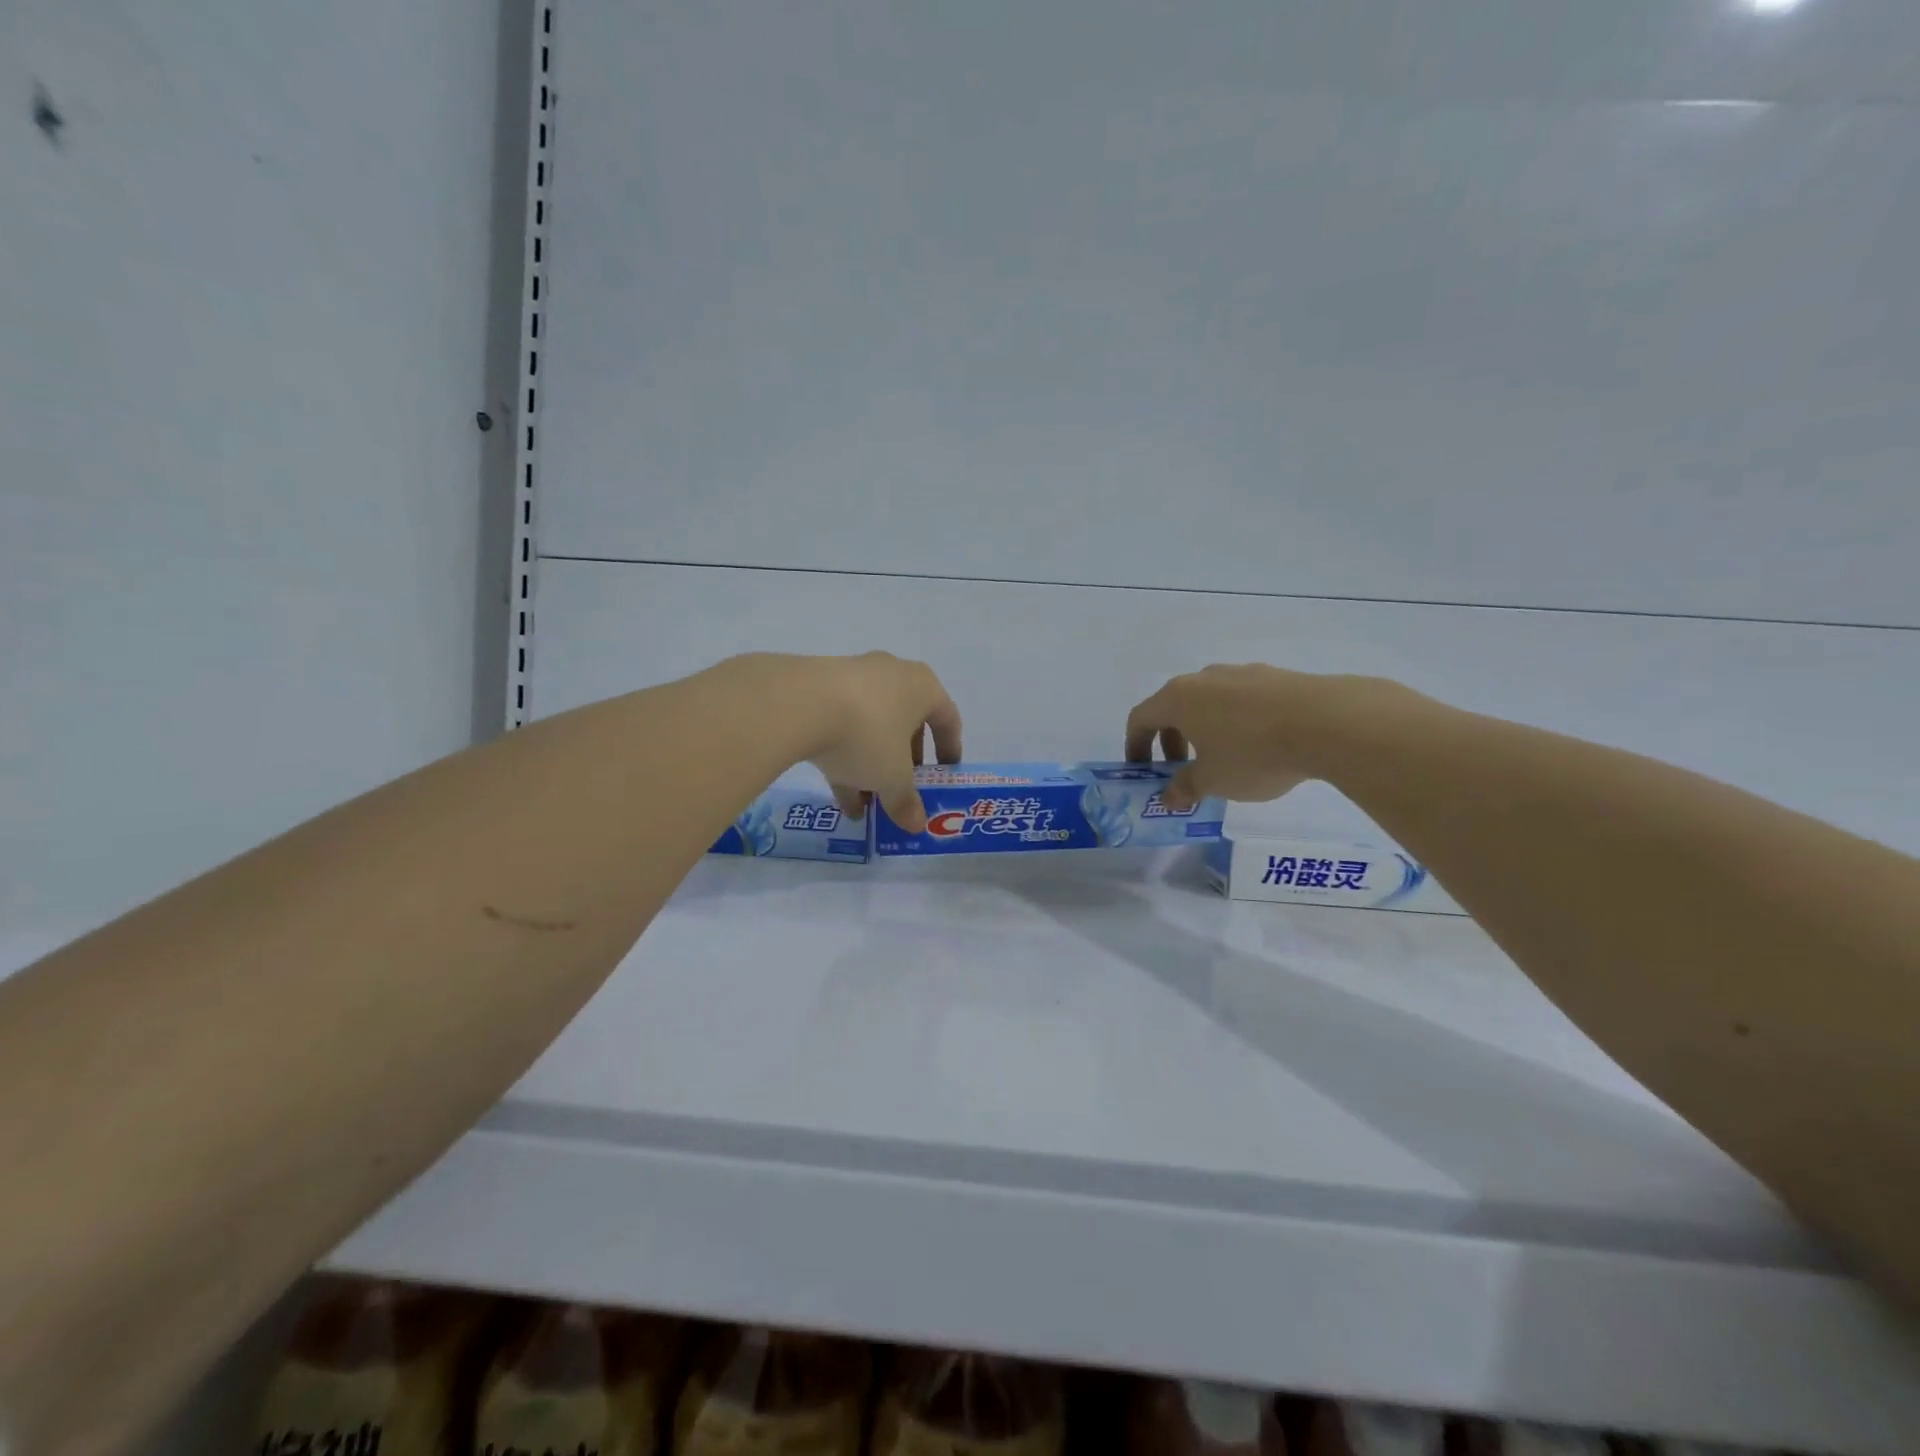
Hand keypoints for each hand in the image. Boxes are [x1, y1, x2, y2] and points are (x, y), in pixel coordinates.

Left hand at [800, 652, 961, 832]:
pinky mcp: (818, 687)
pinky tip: (838, 795)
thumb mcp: (892, 777)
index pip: (948, 718)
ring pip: (870, 727)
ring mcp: (853, 677)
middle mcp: (892, 674)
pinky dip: (843, 758)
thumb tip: (916, 824)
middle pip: (906, 723)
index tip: (945, 773)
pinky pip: (840, 726)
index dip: (950, 749)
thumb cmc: (868, 735)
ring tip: (866, 804)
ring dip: (871, 767)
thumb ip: (905, 801)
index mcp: (923, 687)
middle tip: (901, 790)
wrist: (798, 703)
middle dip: (903, 762)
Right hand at [1125, 663, 1381, 809]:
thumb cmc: (1252, 753)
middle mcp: (1204, 679)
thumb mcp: (1212, 781)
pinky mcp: (1275, 677)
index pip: (1141, 718)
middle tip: (1183, 770)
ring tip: (1225, 760)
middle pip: (1174, 707)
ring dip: (1205, 730)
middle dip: (1172, 740)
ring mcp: (1241, 673)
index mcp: (1178, 698)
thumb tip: (1169, 797)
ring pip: (1210, 702)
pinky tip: (1260, 747)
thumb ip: (1185, 788)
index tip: (1143, 771)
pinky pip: (1242, 701)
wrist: (1327, 722)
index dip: (1135, 746)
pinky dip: (1237, 722)